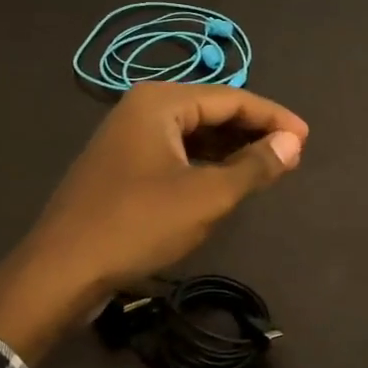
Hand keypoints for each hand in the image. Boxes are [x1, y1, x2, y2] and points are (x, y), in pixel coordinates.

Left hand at [0, 84, 307, 361]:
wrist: (61, 270)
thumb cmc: (138, 225)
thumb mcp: (207, 196)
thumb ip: (254, 166)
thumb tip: (293, 143)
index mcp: (160, 102)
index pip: (232, 97)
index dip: (273, 118)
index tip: (306, 139)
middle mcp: (141, 108)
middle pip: (211, 110)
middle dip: (252, 132)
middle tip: (290, 155)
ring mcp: (127, 137)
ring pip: (193, 133)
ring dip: (231, 149)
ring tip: (266, 169)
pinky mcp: (121, 165)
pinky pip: (175, 152)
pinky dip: (205, 163)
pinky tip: (224, 181)